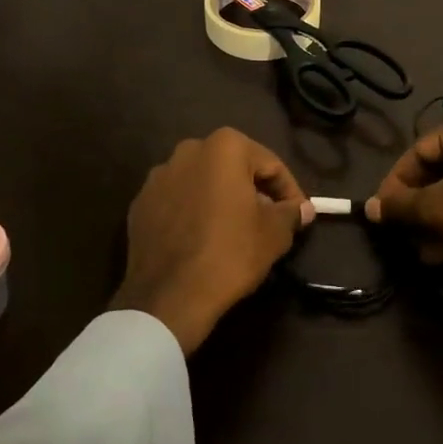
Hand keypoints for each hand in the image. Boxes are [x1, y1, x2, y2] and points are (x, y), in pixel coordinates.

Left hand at [110, 127, 313, 354]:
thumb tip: (302, 209)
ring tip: (233, 231)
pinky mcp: (140, 202)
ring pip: (202, 182)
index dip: (289, 191)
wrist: (169, 296)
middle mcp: (189, 149)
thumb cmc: (230, 254)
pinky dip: (192, 212)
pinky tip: (201, 239)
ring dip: (220, 199)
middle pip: (233, 168)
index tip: (298, 215)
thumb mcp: (274, 234)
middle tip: (268, 221)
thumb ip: (290, 213)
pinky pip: (177, 201)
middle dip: (253, 190)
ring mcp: (159, 175)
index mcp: (224, 146)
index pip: (270, 164)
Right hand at [365, 108, 442, 364]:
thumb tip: (369, 207)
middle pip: (441, 168)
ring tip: (420, 249)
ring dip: (436, 217)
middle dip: (418, 203)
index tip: (381, 209)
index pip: (421, 149)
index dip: (397, 181)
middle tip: (400, 229)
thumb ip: (402, 205)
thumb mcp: (439, 210)